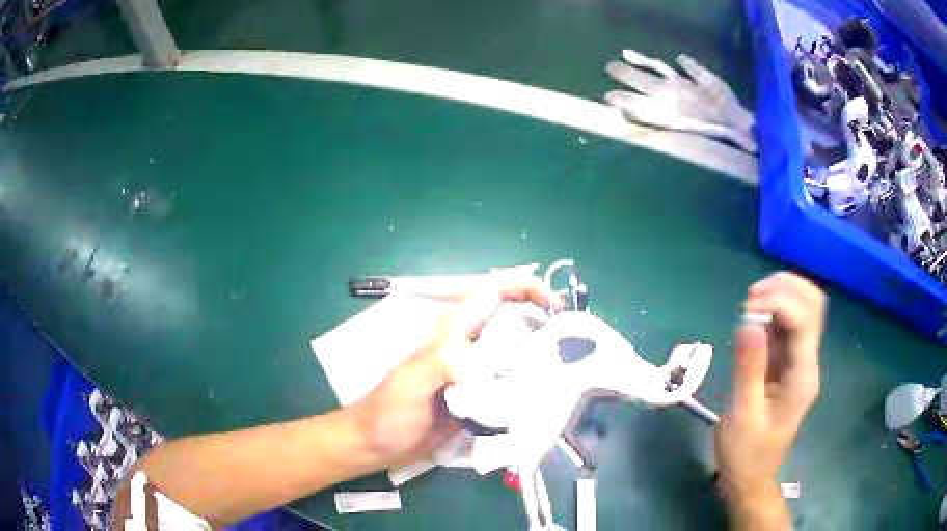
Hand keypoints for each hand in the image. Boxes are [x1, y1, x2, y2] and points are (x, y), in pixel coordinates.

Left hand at [349, 272, 558, 469]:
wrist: (376, 445)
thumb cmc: (387, 411)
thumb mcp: (410, 382)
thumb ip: (442, 362)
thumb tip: (486, 361)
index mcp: (454, 333)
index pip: (492, 294)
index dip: (524, 288)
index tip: (555, 305)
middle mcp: (469, 349)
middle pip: (513, 323)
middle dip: (544, 324)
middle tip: (572, 344)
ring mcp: (476, 377)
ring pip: (516, 357)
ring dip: (541, 360)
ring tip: (569, 373)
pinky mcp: (479, 402)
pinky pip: (511, 389)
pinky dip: (530, 391)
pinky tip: (546, 402)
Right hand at [715, 273, 824, 506]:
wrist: (750, 477)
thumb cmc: (745, 452)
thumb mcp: (743, 415)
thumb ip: (749, 368)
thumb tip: (749, 322)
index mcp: (803, 376)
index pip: (804, 320)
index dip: (779, 302)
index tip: (747, 308)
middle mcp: (808, 362)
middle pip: (813, 305)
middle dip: (786, 289)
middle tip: (751, 298)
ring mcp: (800, 361)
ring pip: (803, 309)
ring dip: (780, 296)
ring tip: (750, 304)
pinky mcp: (788, 363)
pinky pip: (788, 325)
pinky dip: (773, 311)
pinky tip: (753, 318)